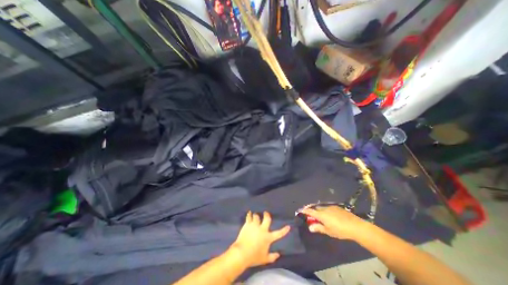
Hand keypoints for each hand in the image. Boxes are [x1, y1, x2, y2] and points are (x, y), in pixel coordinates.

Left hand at [231, 211, 289, 267]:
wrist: (242, 253)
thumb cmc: (254, 257)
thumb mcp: (264, 259)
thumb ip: (272, 257)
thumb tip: (278, 255)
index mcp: (268, 237)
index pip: (278, 234)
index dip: (284, 230)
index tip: (288, 226)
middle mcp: (262, 229)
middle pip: (267, 218)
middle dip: (267, 214)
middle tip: (266, 213)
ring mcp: (255, 225)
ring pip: (257, 216)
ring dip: (256, 215)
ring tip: (255, 215)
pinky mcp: (248, 224)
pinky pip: (249, 216)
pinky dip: (249, 214)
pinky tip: (249, 213)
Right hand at [300, 205, 369, 240]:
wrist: (355, 226)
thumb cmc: (340, 230)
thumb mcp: (328, 231)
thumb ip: (318, 228)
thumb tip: (310, 227)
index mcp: (321, 214)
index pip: (310, 211)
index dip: (304, 210)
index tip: (299, 210)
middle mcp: (324, 208)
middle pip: (315, 208)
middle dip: (310, 209)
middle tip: (308, 213)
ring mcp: (330, 206)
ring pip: (321, 207)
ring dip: (317, 209)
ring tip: (317, 214)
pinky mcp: (336, 207)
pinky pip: (326, 207)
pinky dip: (323, 209)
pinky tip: (327, 214)